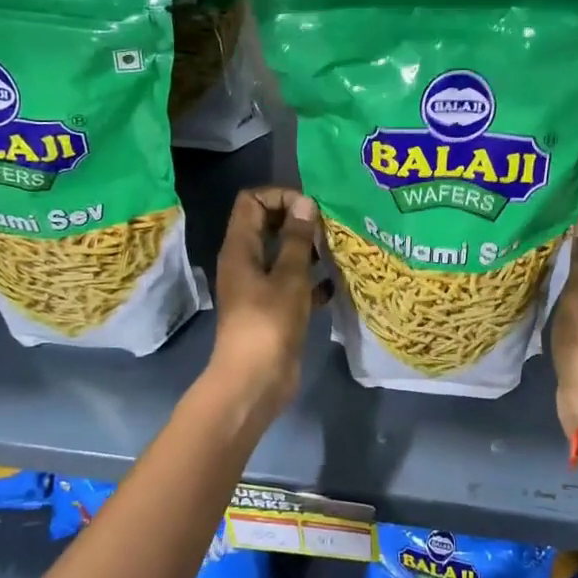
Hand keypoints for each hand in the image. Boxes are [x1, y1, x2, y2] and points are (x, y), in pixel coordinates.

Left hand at [208, 187, 325, 414]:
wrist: (255, 381)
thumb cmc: (269, 323)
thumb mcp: (289, 276)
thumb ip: (297, 239)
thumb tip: (305, 202)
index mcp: (240, 248)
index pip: (252, 201)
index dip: (280, 196)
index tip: (310, 208)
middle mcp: (245, 262)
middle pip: (267, 225)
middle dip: (298, 221)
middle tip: (328, 227)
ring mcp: (258, 287)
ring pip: (282, 255)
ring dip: (307, 250)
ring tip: (336, 250)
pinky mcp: (273, 310)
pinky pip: (292, 284)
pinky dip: (310, 281)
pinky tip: (334, 285)